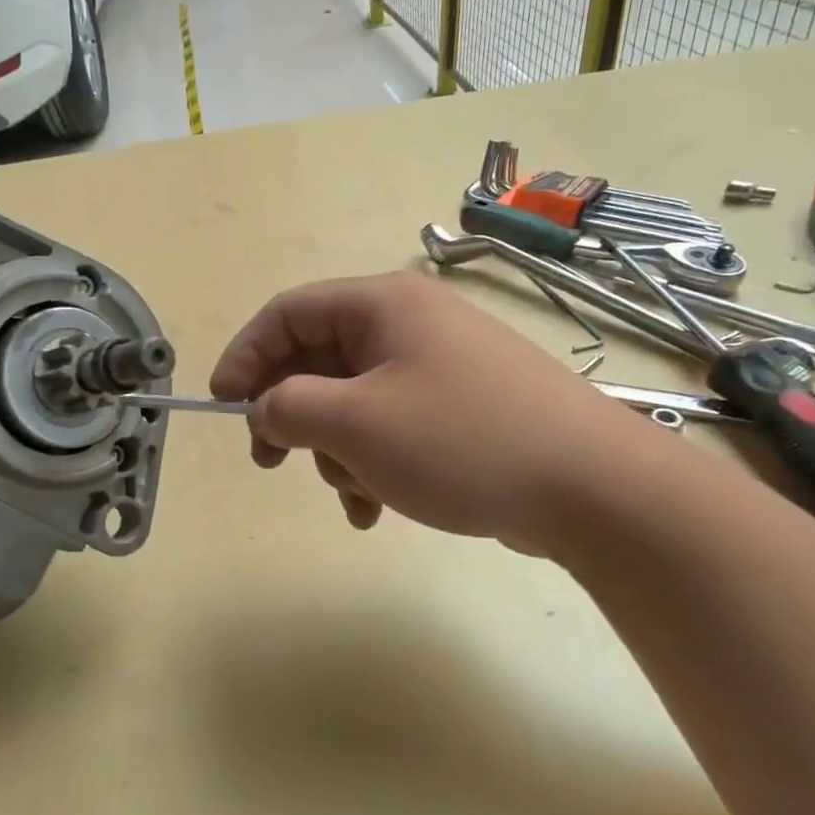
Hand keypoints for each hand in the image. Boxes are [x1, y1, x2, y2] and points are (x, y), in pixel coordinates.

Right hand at [210, 271, 663, 556]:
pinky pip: (390, 428)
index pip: (288, 313)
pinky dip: (371, 465)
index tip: (222, 406)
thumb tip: (263, 408)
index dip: (245, 355)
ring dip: (336, 451)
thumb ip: (288, 407)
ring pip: (352, 402)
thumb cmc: (460, 440)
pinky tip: (377, 509)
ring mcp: (439, 368)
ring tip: (355, 494)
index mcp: (383, 305)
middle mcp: (410, 325)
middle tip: (272, 461)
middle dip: (291, 415)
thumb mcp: (355, 423)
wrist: (592, 489)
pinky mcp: (459, 410)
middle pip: (319, 360)